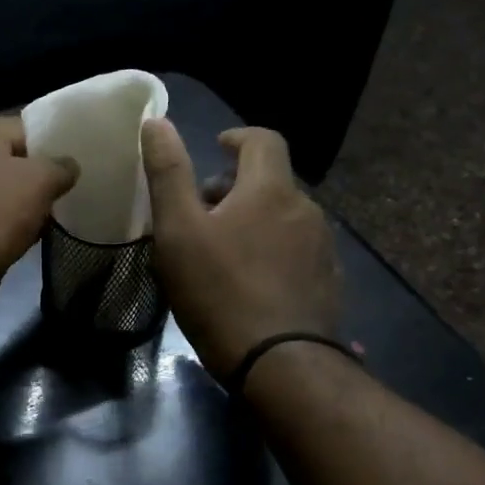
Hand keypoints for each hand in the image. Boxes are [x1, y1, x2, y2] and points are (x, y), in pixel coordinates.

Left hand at [0, 115, 78, 310]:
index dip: (52, 139)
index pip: (22, 127)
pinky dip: (14, 225)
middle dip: (41, 175)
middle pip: (12, 161)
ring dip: (28, 204)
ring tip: (58, 212)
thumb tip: (69, 167)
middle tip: (71, 186)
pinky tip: (36, 235)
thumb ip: (60, 167)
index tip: (77, 155)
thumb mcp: (39, 180)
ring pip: (4, 193)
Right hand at [141, 119, 342, 377]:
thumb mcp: (178, 231)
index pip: (263, 140)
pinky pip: (297, 250)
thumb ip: (168, 173)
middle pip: (271, 181)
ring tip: (224, 250)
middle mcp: (306, 209)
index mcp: (270, 190)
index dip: (238, 137)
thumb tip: (156, 121)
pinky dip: (273, 250)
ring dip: (255, 220)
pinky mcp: (328, 281)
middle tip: (203, 212)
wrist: (279, 363)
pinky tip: (252, 281)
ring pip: (284, 217)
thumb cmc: (219, 291)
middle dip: (238, 186)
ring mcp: (322, 248)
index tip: (217, 147)